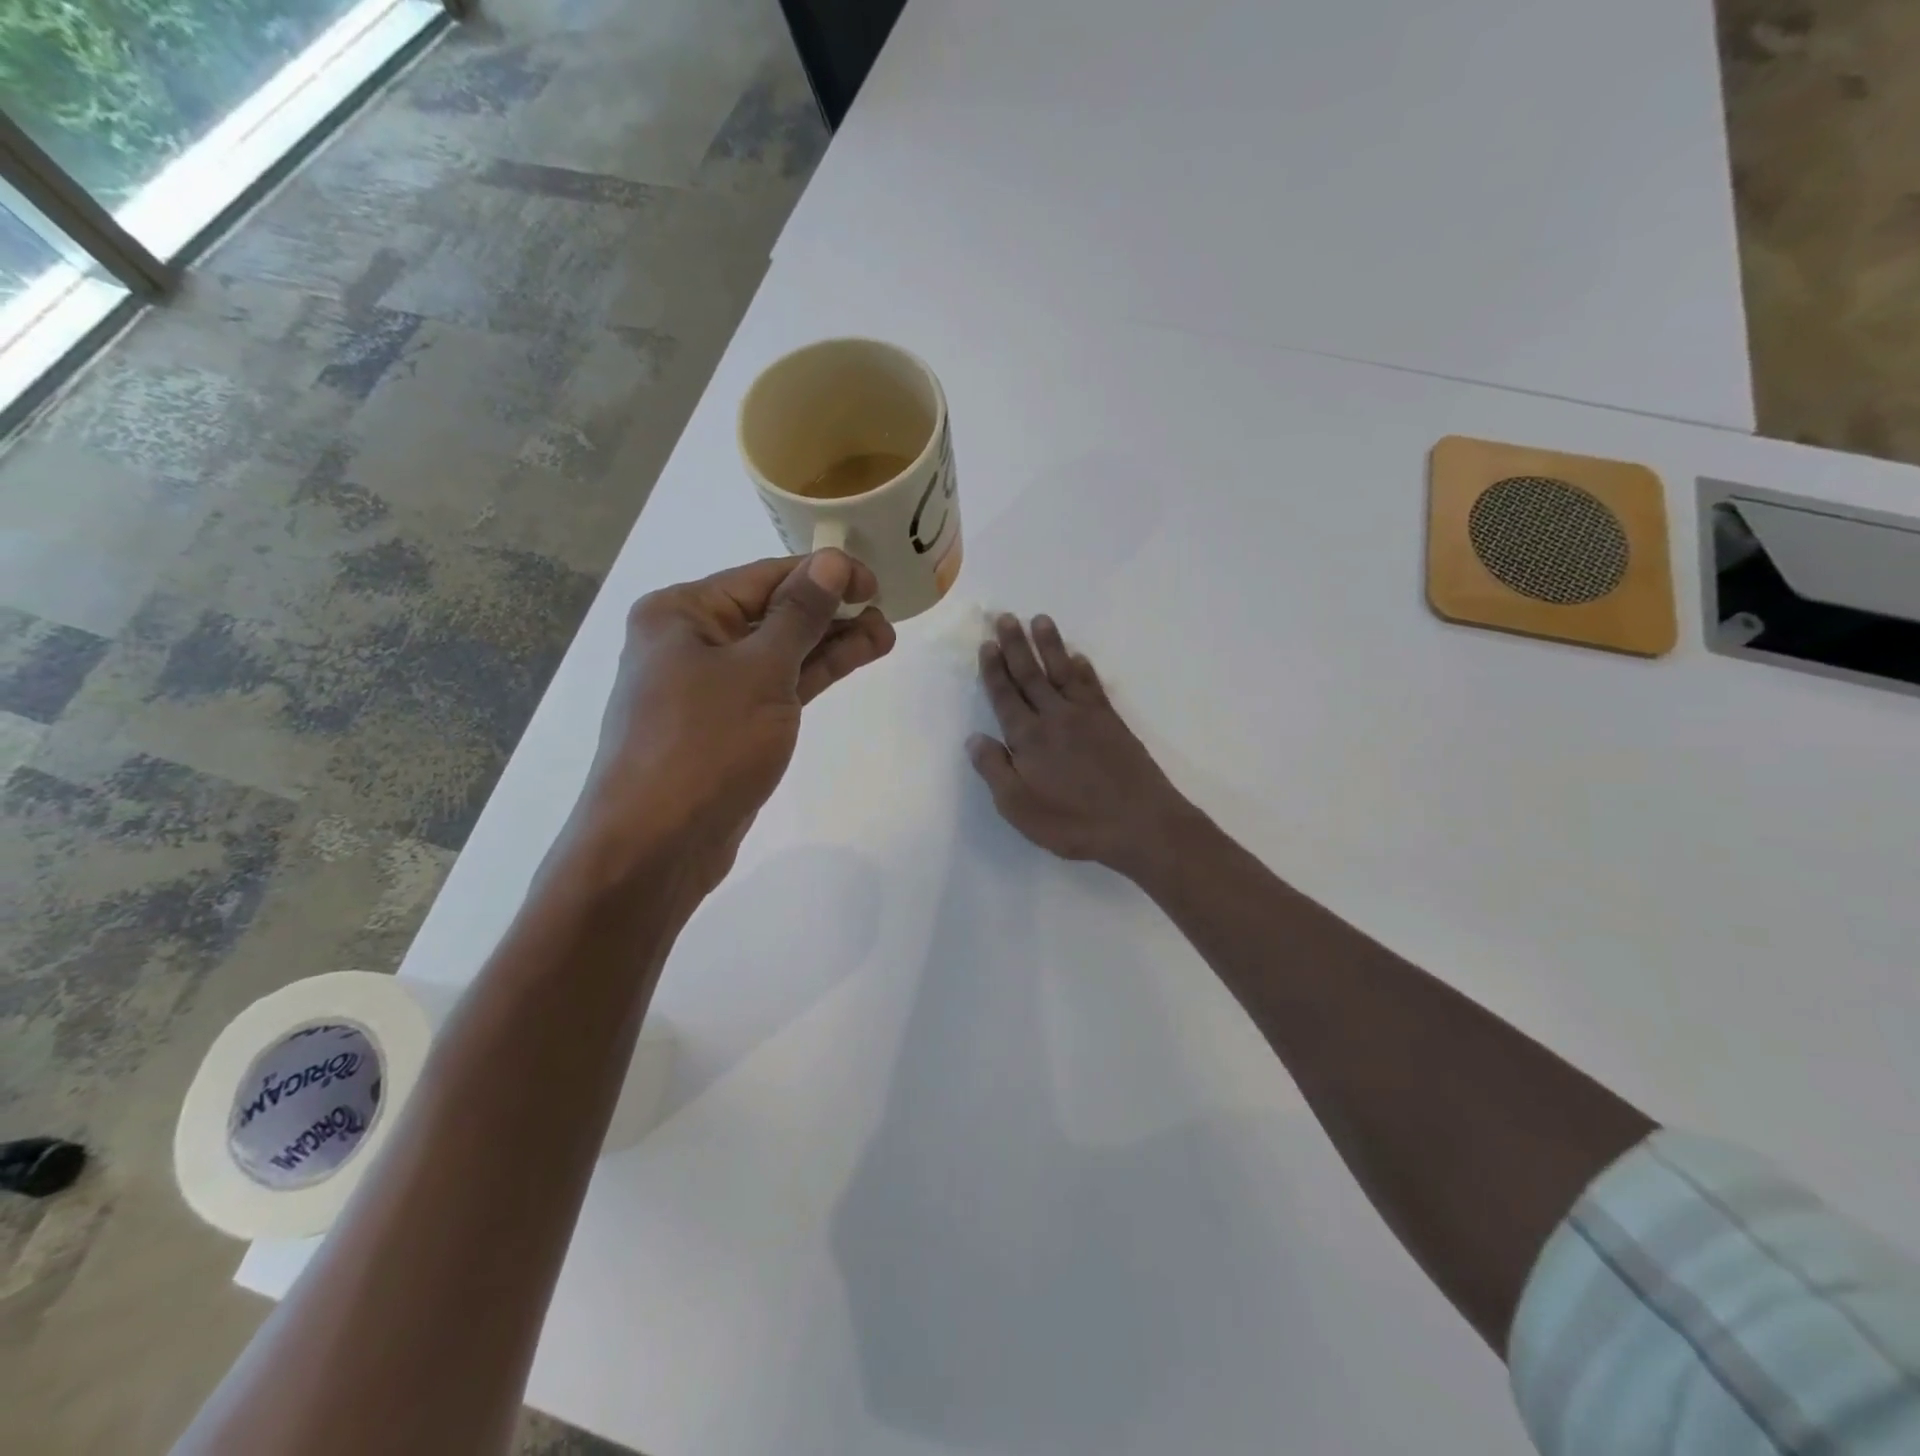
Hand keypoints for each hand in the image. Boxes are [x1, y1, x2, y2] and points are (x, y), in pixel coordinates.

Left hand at [572, 551, 894, 891]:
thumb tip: (831, 561)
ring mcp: (709, 686)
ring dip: (830, 643)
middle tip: (885, 612)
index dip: (823, 574)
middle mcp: (691, 641)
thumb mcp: (760, 671)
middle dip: (830, 611)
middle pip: (772, 613)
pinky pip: (776, 686)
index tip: (874, 582)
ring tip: (885, 636)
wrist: (656, 845)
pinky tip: (854, 659)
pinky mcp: (729, 725)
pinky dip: (813, 674)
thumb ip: (800, 615)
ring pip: (780, 652)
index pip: (764, 577)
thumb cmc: (704, 744)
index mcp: (682, 613)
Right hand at [968, 614, 1195, 876]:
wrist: (1138, 824)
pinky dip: (1084, 669)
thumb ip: (994, 770)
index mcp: (1027, 737)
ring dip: (1050, 645)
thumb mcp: (1018, 807)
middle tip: (1006, 617)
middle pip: (1031, 674)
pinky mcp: (1112, 722)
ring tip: (1040, 620)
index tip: (987, 644)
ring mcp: (1086, 716)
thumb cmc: (1072, 822)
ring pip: (1062, 672)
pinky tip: (1079, 658)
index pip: (1005, 696)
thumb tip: (975, 738)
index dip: (994, 670)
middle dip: (1016, 646)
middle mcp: (1054, 717)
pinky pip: (1093, 686)